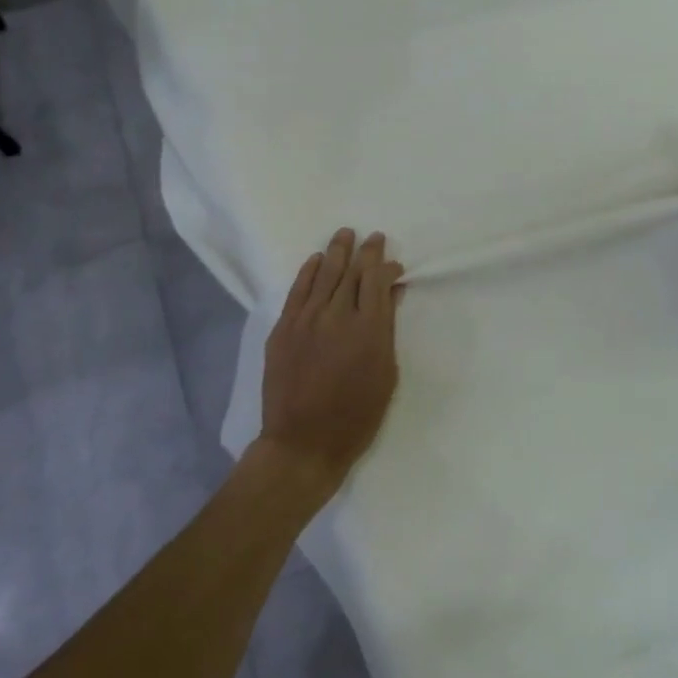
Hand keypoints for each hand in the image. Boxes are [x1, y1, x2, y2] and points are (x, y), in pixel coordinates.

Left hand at [257, 228, 404, 497]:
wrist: (303, 443)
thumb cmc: (356, 417)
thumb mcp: (386, 374)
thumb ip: (386, 329)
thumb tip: (390, 295)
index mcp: (368, 329)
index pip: (377, 281)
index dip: (386, 266)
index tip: (394, 263)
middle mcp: (336, 316)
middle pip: (351, 272)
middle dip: (365, 252)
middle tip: (373, 238)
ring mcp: (305, 320)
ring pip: (323, 274)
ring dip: (336, 252)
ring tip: (345, 234)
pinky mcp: (283, 329)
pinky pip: (297, 291)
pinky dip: (308, 271)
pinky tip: (316, 259)